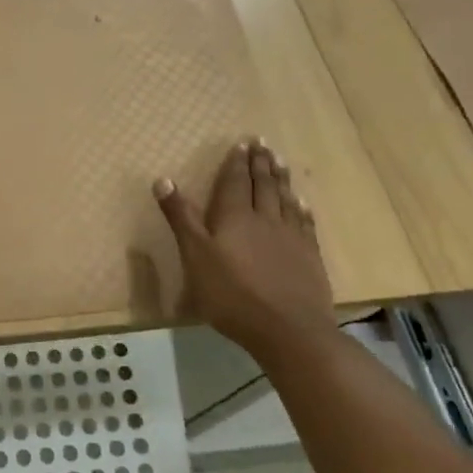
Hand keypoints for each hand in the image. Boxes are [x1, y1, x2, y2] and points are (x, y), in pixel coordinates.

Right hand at [152, 138, 336, 348]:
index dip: (236, 162)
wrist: (288, 329)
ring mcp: (291, 237)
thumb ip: (181, 218)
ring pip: (285, 199)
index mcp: (235, 217)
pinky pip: (305, 222)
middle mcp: (265, 219)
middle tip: (262, 143)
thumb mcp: (195, 256)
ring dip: (281, 178)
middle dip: (260, 163)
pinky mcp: (309, 257)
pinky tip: (302, 202)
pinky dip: (301, 208)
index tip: (241, 143)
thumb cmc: (232, 294)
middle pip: (263, 185)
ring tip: (280, 161)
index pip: (235, 182)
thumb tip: (163, 179)